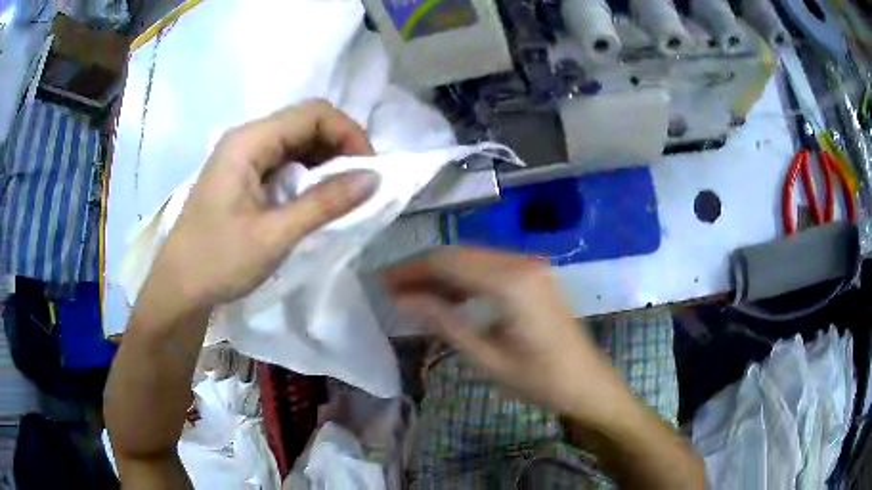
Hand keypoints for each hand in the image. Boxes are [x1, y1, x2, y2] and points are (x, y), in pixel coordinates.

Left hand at [148, 100, 379, 308]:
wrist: (179, 288)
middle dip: (340, 147)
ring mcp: (243, 157)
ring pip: (297, 142)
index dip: (348, 133)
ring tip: (345, 193)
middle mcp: (246, 139)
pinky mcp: (243, 176)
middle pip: (305, 123)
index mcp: (248, 141)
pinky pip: (284, 162)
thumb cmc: (218, 261)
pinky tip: (317, 198)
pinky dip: (308, 175)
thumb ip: (324, 203)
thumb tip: (375, 178)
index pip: (312, 113)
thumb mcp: (274, 235)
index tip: (369, 170)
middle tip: (362, 183)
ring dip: (326, 162)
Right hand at [382, 247, 634, 421]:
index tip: (381, 283)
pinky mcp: (533, 276)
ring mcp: (530, 266)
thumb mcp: (488, 358)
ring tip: (411, 295)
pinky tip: (446, 297)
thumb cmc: (541, 380)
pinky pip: (489, 268)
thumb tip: (403, 299)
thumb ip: (445, 322)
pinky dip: (463, 279)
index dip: (410, 270)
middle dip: (422, 269)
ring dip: (441, 274)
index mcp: (511, 282)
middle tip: (391, 290)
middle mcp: (521, 263)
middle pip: (458, 254)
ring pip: (472, 258)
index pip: (447, 262)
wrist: (588, 383)